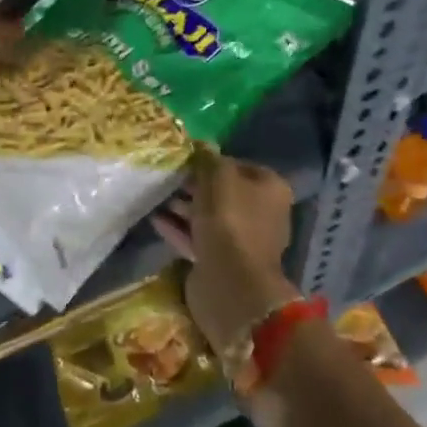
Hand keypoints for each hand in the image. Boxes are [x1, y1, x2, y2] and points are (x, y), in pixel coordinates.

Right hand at [155, 151, 300, 353]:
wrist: (230, 282)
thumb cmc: (230, 219)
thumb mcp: (219, 177)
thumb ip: (209, 159)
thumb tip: (203, 145)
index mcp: (270, 190)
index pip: (240, 166)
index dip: (213, 161)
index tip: (188, 160)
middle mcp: (261, 214)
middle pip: (224, 193)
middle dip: (196, 186)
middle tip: (169, 178)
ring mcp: (241, 241)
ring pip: (209, 217)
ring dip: (184, 207)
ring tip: (156, 197)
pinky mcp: (221, 262)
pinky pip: (197, 239)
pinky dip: (179, 229)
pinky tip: (155, 220)